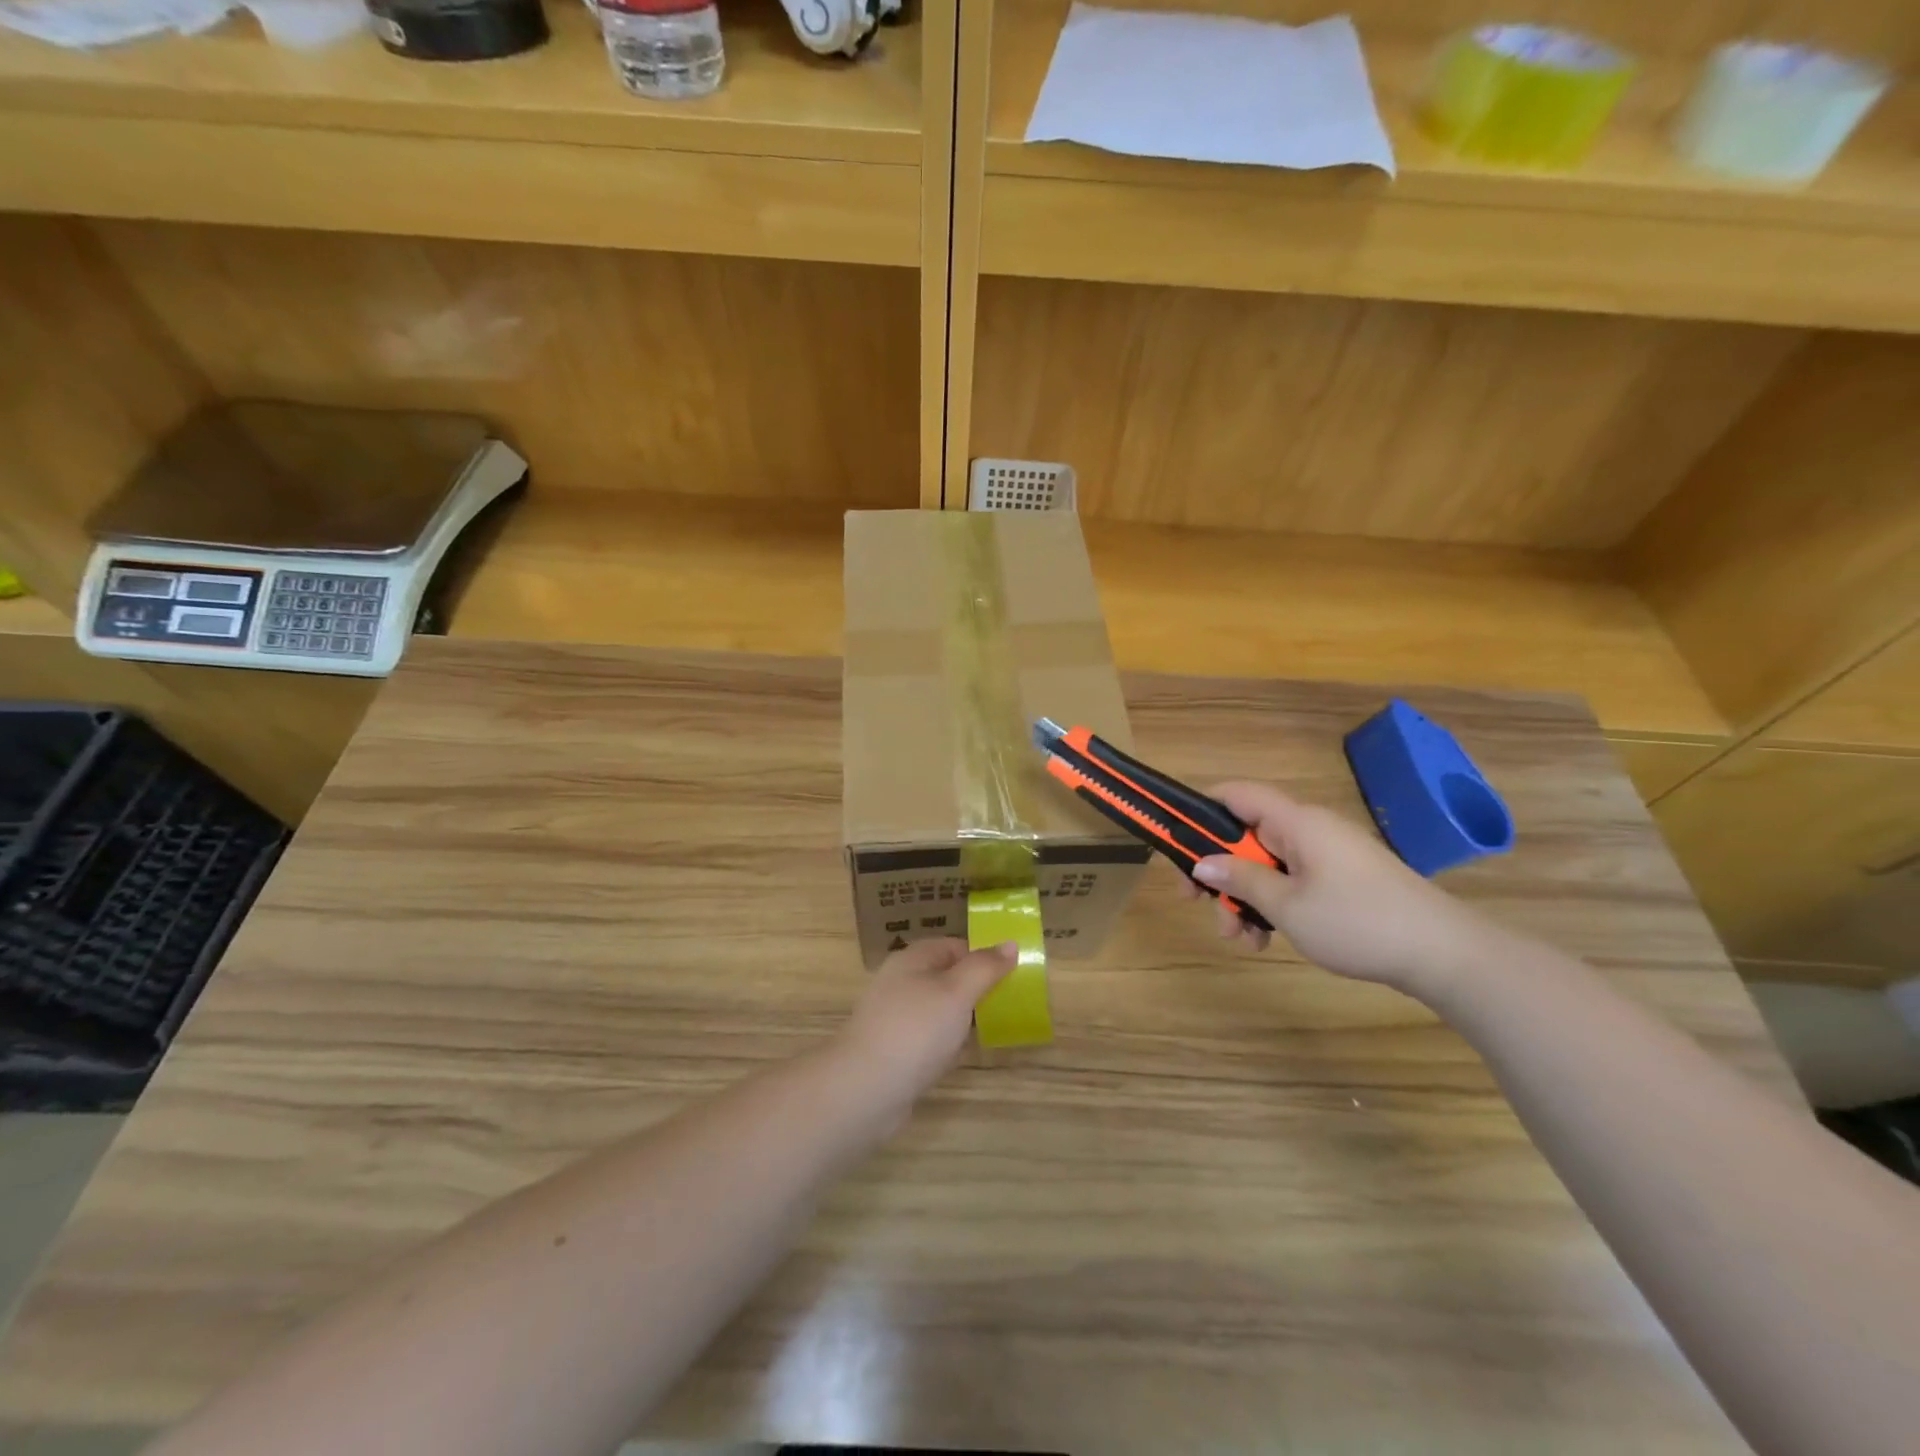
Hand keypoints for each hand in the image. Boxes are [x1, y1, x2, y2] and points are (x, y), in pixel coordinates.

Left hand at [835, 938, 1015, 1117]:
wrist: (865, 1089)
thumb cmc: (915, 1030)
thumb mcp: (957, 992)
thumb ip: (984, 967)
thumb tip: (1010, 943)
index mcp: (912, 959)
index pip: (954, 945)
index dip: (982, 957)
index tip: (1011, 976)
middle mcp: (900, 982)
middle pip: (946, 977)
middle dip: (975, 990)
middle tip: (1006, 1005)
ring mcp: (894, 1017)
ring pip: (937, 1009)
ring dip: (961, 1019)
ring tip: (990, 1031)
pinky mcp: (893, 1049)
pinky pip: (927, 1038)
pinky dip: (945, 1044)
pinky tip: (958, 1057)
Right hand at [1183, 782, 1494, 998]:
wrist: (1445, 955)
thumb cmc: (1358, 922)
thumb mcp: (1287, 905)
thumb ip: (1240, 879)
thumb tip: (1202, 862)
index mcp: (1296, 822)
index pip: (1237, 794)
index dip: (1201, 808)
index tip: (1176, 839)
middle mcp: (1309, 831)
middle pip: (1247, 838)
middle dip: (1221, 872)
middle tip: (1199, 904)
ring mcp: (1328, 856)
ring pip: (1268, 866)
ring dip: (1245, 897)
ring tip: (1240, 938)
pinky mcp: (1342, 881)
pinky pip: (1293, 882)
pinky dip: (1274, 905)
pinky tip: (1267, 941)